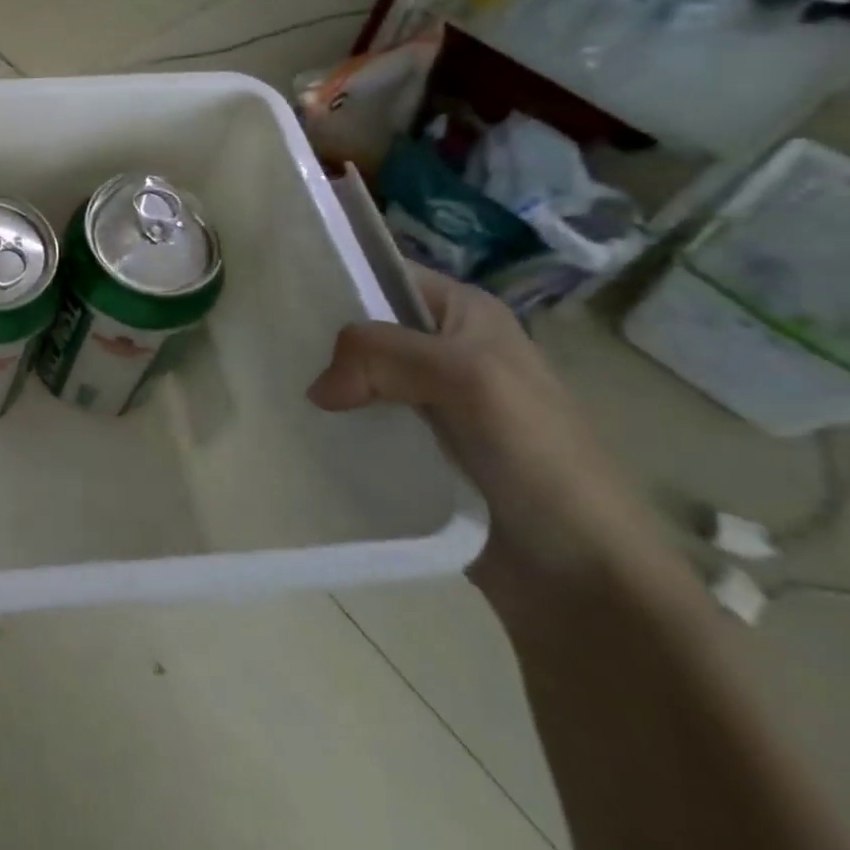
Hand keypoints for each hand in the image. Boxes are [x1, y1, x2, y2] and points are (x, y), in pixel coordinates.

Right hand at [308, 266, 667, 616]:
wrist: (583, 576)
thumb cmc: (539, 457)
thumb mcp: (466, 378)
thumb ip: (382, 355)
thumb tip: (317, 388)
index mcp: (464, 313)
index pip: (382, 273)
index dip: (334, 277)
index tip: (279, 296)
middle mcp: (443, 347)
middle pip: (362, 325)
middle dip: (318, 337)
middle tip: (266, 349)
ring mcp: (427, 400)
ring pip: (355, 373)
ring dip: (322, 383)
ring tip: (274, 388)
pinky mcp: (413, 446)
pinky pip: (359, 418)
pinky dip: (333, 422)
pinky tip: (301, 426)